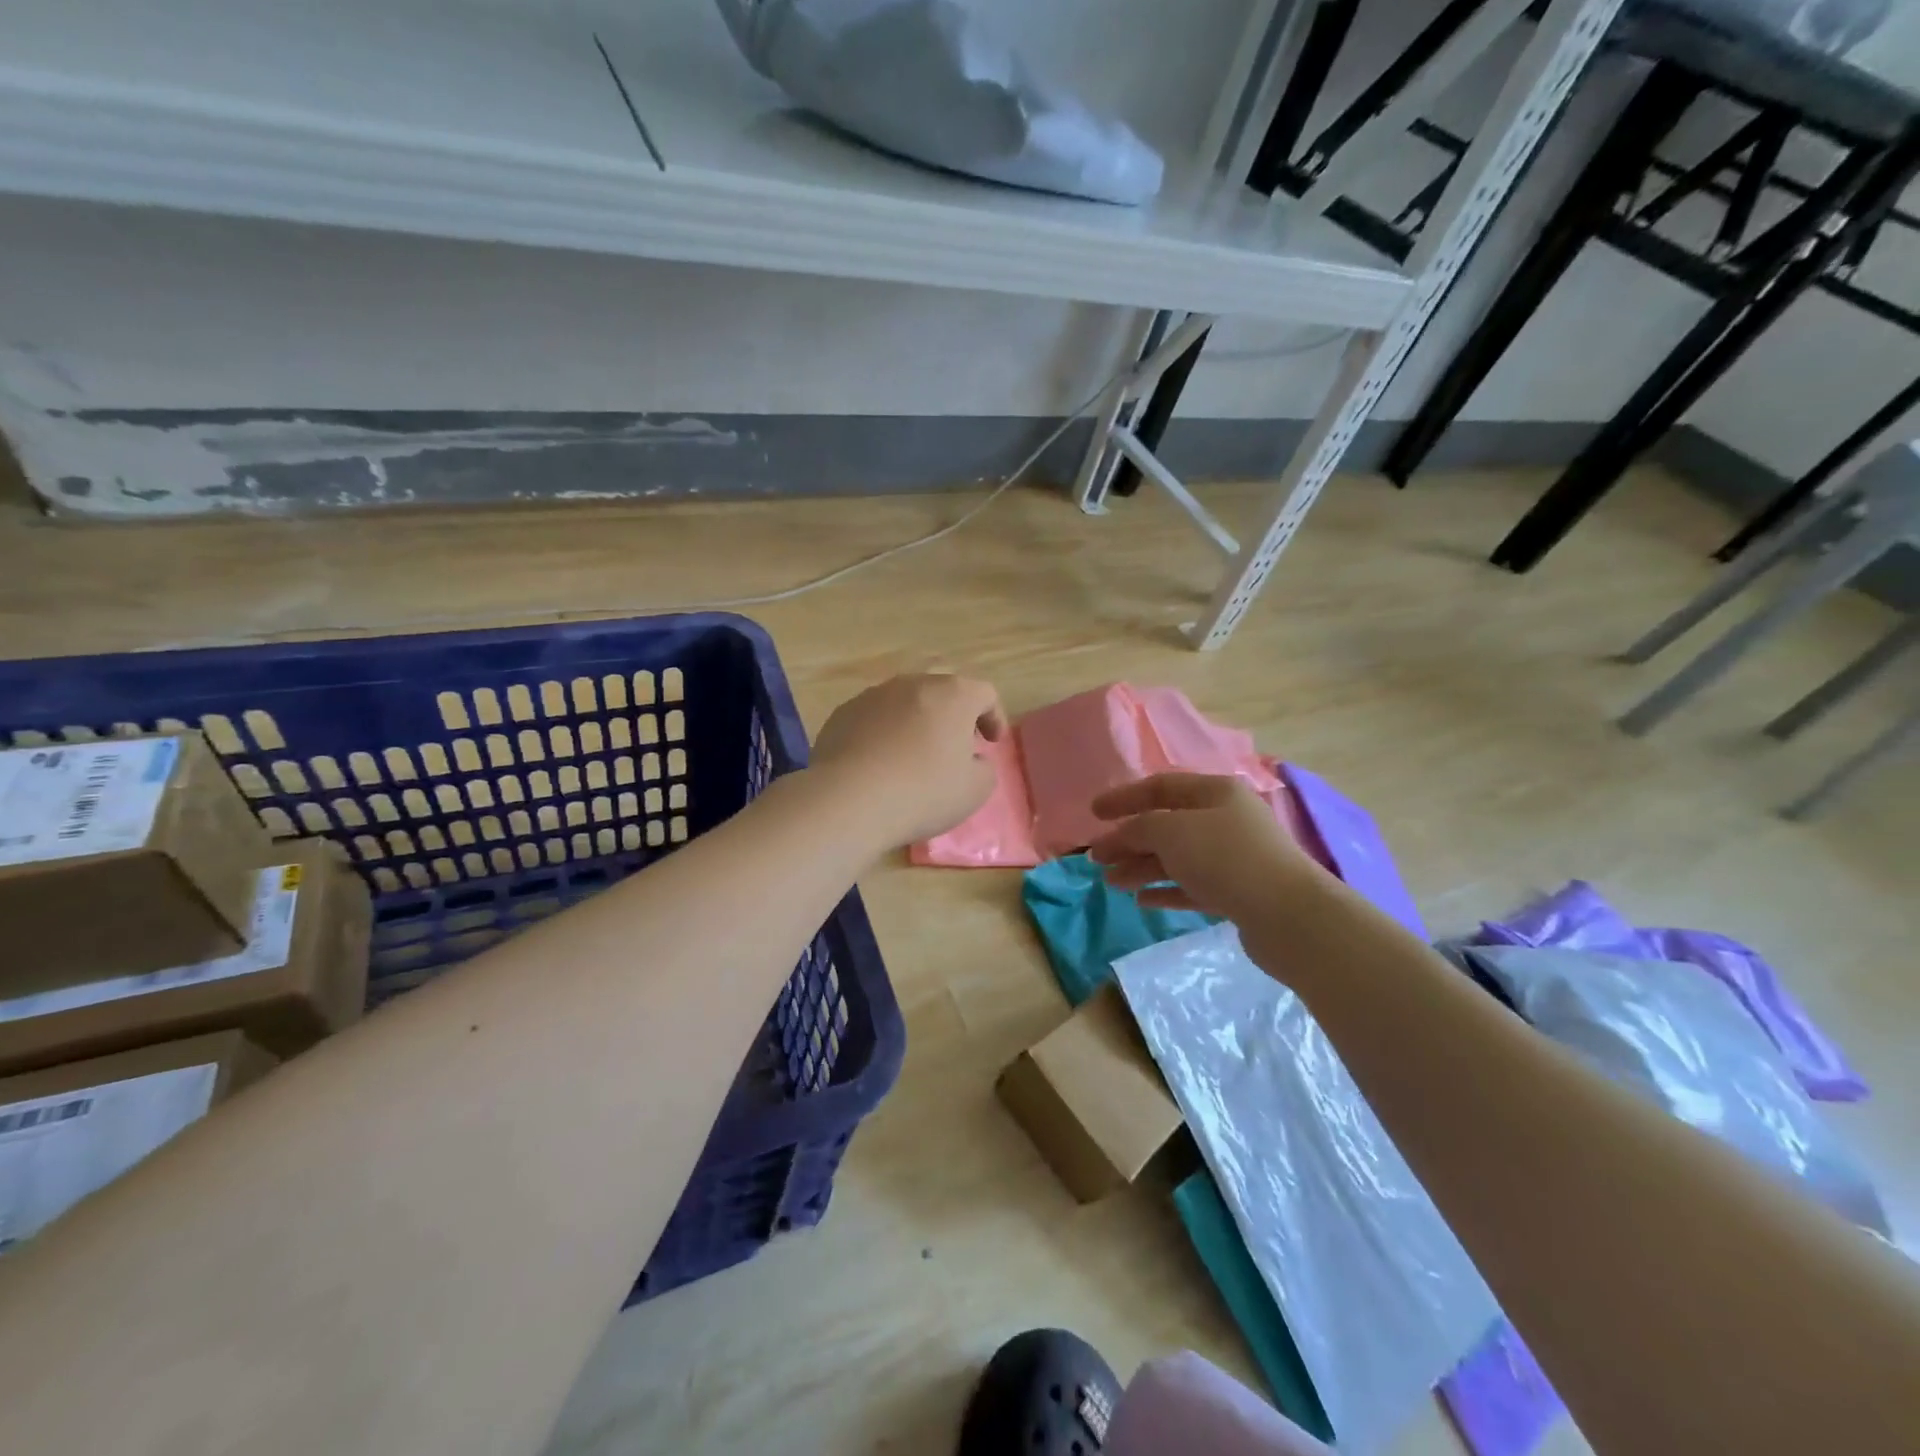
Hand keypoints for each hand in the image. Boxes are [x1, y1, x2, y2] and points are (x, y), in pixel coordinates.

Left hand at [811, 673, 1008, 850]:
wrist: (848, 800)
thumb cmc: (923, 792)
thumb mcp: (975, 790)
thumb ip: (984, 768)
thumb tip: (972, 759)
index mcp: (953, 695)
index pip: (984, 694)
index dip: (993, 717)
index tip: (991, 743)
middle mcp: (913, 684)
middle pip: (942, 692)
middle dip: (953, 717)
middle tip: (954, 748)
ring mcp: (873, 695)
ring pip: (905, 703)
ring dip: (916, 723)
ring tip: (913, 756)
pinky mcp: (842, 713)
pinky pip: (874, 719)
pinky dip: (883, 734)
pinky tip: (879, 764)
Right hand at [1087, 773, 1318, 944]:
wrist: (1288, 915)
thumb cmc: (1226, 858)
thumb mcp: (1172, 831)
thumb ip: (1138, 828)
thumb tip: (1119, 836)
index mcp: (1215, 792)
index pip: (1160, 786)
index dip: (1123, 798)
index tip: (1093, 813)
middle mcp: (1225, 820)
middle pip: (1166, 825)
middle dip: (1129, 840)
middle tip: (1097, 858)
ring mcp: (1233, 858)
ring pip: (1176, 858)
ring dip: (1141, 867)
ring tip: (1111, 882)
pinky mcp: (1237, 893)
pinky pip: (1192, 886)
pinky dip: (1166, 889)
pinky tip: (1142, 900)